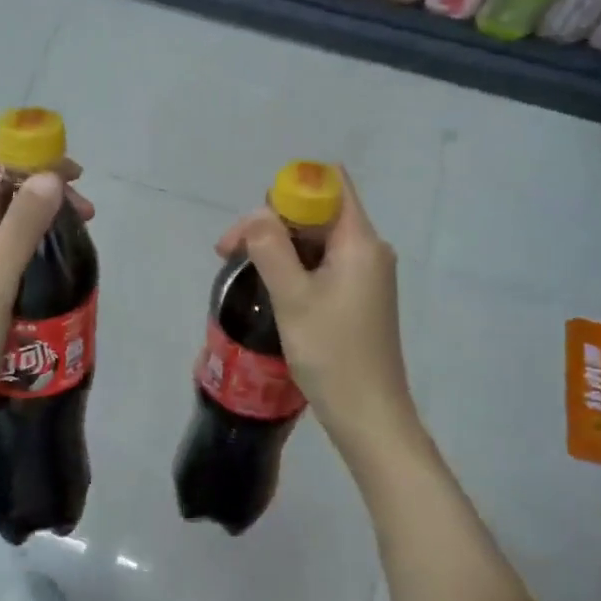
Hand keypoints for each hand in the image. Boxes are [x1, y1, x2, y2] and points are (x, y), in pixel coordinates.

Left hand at [0, 150, 94, 446]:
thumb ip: (20, 230)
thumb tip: (50, 176)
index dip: (33, 159)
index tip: (74, 177)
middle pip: (0, 187)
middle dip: (44, 189)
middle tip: (85, 214)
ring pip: (3, 216)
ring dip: (40, 215)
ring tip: (75, 235)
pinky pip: (1, 243)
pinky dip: (29, 239)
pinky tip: (50, 258)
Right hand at [215, 169, 420, 457]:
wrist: (369, 416)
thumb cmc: (332, 354)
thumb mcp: (293, 298)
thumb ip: (271, 248)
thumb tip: (255, 215)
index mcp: (361, 241)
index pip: (331, 185)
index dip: (289, 190)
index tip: (255, 222)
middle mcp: (369, 249)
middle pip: (318, 211)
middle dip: (273, 221)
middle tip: (230, 252)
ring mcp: (366, 274)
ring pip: (317, 240)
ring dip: (279, 246)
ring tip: (242, 270)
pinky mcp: (359, 296)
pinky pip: (324, 264)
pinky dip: (294, 266)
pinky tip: (270, 287)